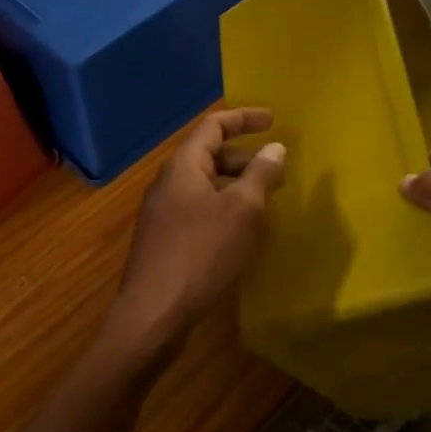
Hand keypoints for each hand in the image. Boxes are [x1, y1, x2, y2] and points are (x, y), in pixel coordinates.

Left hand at [107, 108, 287, 361]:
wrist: (153, 314)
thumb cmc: (200, 254)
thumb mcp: (242, 211)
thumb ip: (260, 175)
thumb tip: (275, 148)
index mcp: (183, 166)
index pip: (213, 126)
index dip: (244, 118)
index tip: (273, 120)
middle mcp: (168, 183)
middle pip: (208, 154)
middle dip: (244, 157)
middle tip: (276, 171)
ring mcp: (162, 213)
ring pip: (204, 185)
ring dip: (235, 185)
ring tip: (265, 202)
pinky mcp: (163, 240)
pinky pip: (199, 209)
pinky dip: (223, 208)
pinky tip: (241, 232)